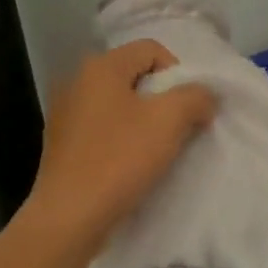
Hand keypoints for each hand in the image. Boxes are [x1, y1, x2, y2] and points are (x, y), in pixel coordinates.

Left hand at [23, 40, 215, 254]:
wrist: (69, 217)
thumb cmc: (120, 159)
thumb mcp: (170, 121)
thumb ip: (195, 97)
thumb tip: (204, 95)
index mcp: (100, 67)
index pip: (151, 50)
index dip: (178, 73)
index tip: (188, 108)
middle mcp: (77, 81)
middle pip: (135, 76)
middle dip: (163, 99)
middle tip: (178, 129)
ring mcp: (65, 114)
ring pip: (119, 104)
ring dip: (144, 121)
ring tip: (157, 150)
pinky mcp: (62, 144)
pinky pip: (103, 129)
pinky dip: (122, 139)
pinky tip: (131, 165)